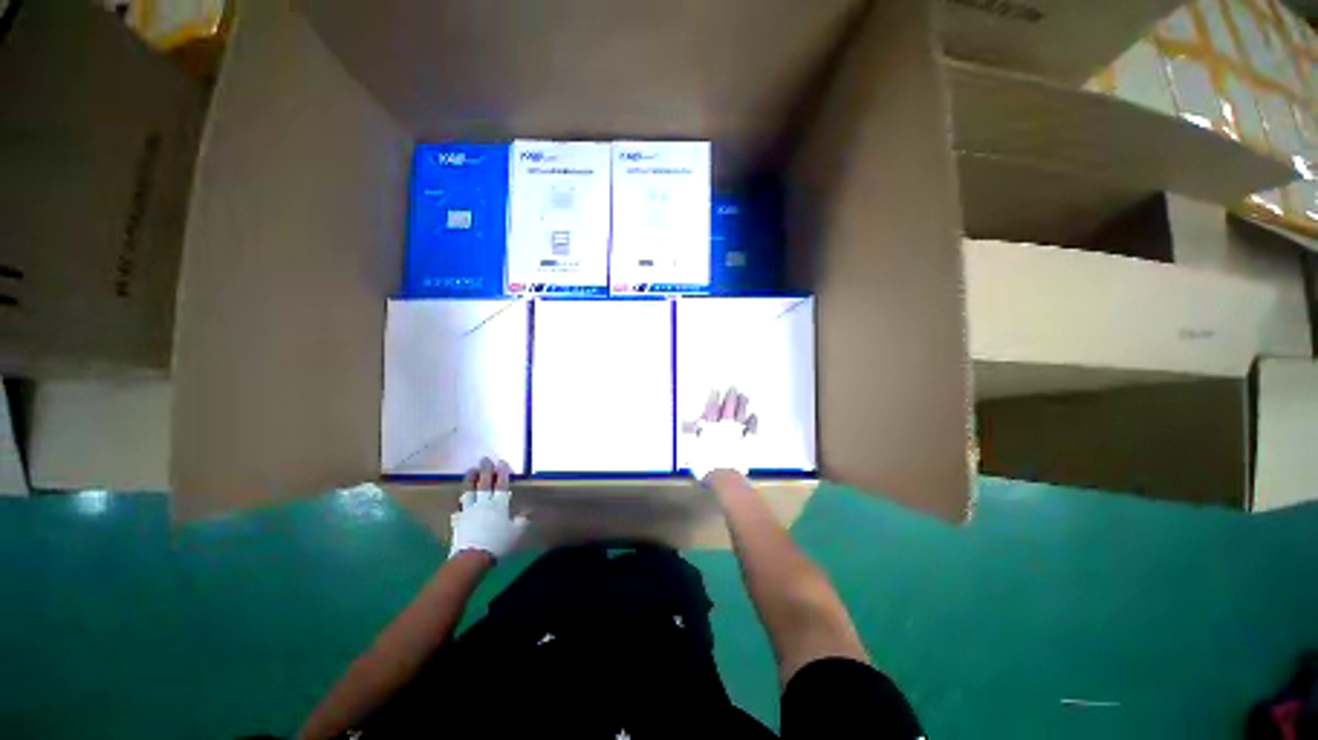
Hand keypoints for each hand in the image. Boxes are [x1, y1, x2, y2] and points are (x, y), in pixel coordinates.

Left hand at [449, 458, 528, 559]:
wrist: (472, 557)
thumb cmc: (497, 543)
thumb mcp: (516, 532)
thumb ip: (522, 520)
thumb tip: (529, 511)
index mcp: (499, 504)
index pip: (501, 484)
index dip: (502, 472)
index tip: (501, 462)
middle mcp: (484, 504)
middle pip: (484, 483)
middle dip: (485, 470)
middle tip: (485, 459)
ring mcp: (469, 511)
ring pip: (469, 491)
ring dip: (470, 479)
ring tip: (471, 470)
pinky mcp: (459, 520)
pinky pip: (460, 506)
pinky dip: (461, 500)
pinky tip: (460, 498)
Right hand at [681, 387, 758, 482]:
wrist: (724, 475)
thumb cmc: (705, 463)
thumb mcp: (692, 448)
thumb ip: (690, 434)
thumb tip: (684, 423)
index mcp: (710, 427)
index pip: (711, 408)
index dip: (713, 398)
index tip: (716, 389)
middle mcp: (724, 426)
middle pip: (728, 408)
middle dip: (730, 397)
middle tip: (733, 387)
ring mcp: (737, 433)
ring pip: (741, 415)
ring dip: (742, 405)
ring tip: (744, 395)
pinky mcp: (748, 442)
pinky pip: (751, 429)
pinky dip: (752, 421)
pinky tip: (754, 415)